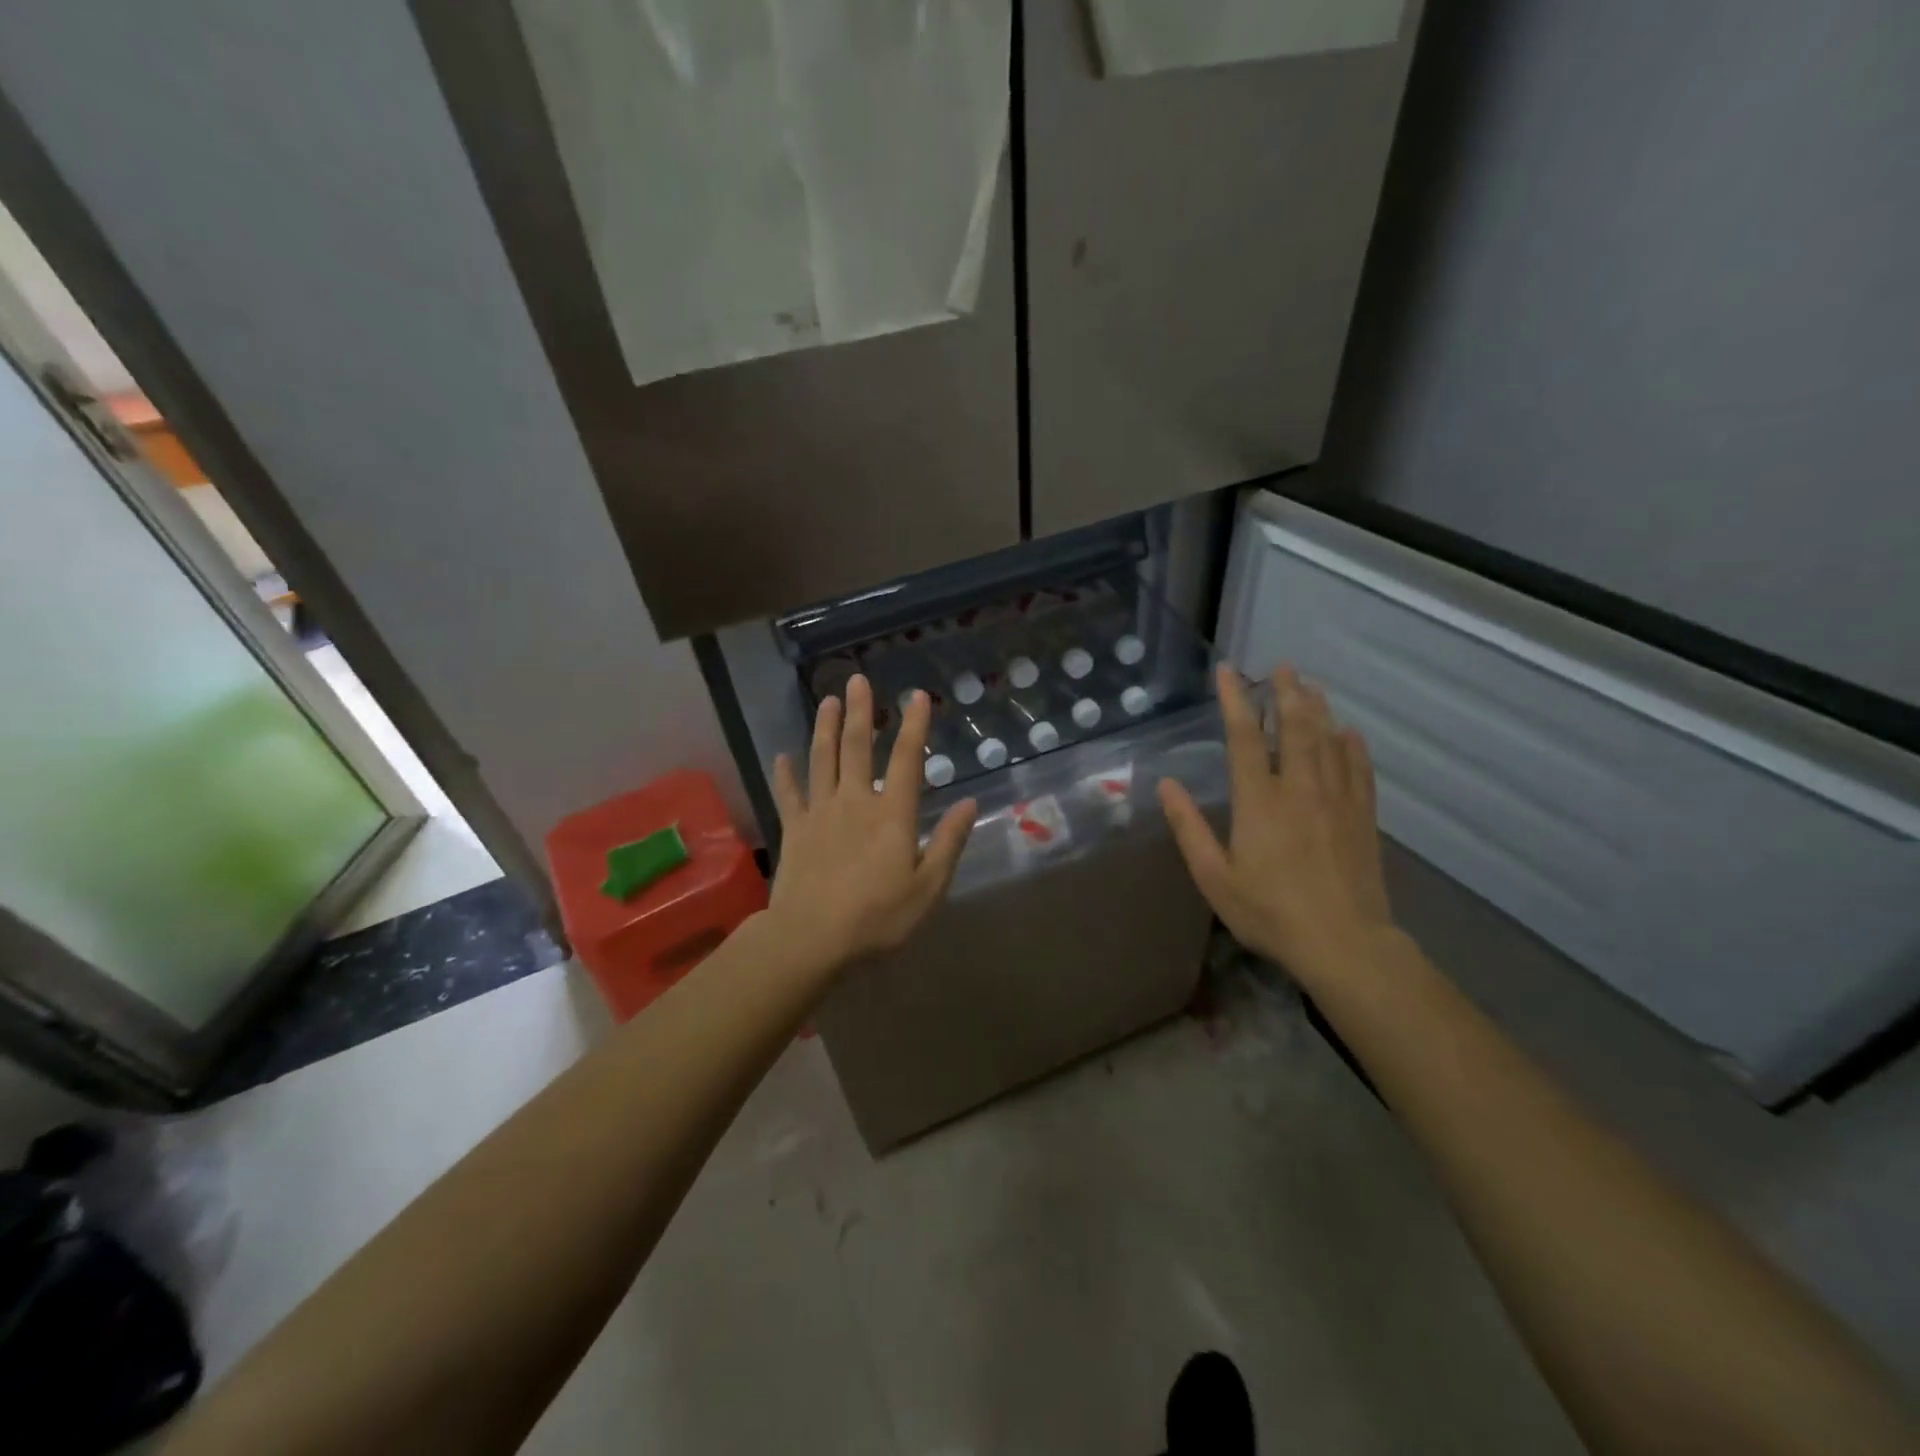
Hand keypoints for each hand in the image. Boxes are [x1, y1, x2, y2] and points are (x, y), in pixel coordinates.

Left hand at [768, 674, 976, 973]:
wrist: (811, 940)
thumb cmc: (877, 918)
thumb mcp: (928, 888)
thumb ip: (949, 843)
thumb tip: (969, 804)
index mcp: (892, 815)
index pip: (907, 760)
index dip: (915, 726)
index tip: (917, 696)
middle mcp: (855, 802)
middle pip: (858, 748)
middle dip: (860, 712)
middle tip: (857, 680)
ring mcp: (820, 813)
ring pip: (822, 760)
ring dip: (825, 728)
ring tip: (827, 701)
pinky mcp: (793, 830)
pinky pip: (788, 794)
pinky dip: (785, 774)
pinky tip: (781, 756)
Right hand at [1158, 665, 1395, 981]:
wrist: (1344, 943)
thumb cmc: (1270, 912)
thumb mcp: (1214, 876)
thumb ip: (1188, 827)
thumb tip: (1166, 784)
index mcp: (1259, 801)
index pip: (1245, 737)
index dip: (1235, 700)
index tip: (1230, 672)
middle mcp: (1300, 789)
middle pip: (1295, 727)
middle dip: (1287, 693)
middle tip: (1282, 666)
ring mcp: (1337, 800)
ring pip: (1329, 741)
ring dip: (1318, 709)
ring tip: (1310, 685)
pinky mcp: (1363, 817)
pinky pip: (1359, 769)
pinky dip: (1353, 745)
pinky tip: (1350, 732)